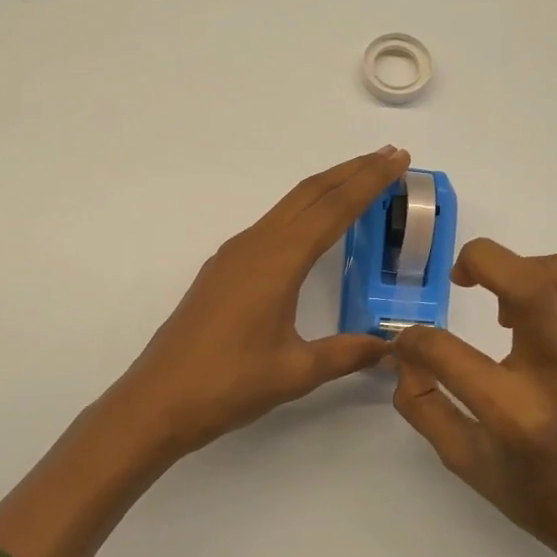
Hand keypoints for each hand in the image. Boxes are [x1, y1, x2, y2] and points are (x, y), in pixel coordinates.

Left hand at [111, 147, 410, 455]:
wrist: (157, 400)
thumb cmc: (228, 384)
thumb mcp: (296, 372)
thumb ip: (346, 354)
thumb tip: (389, 348)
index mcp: (277, 262)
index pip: (333, 209)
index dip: (369, 182)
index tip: (398, 159)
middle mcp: (255, 246)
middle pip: (310, 193)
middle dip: (352, 171)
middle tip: (391, 156)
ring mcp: (234, 255)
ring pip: (288, 206)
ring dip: (327, 188)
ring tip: (361, 180)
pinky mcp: (223, 269)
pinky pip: (272, 225)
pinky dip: (303, 211)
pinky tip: (313, 226)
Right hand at [391, 239, 556, 556]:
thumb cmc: (533, 493)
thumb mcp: (463, 461)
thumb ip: (423, 405)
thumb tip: (405, 356)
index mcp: (515, 413)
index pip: (446, 351)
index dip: (413, 340)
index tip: (408, 344)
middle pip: (526, 282)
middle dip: (479, 260)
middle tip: (460, 279)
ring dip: (520, 268)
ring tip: (503, 302)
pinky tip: (548, 306)